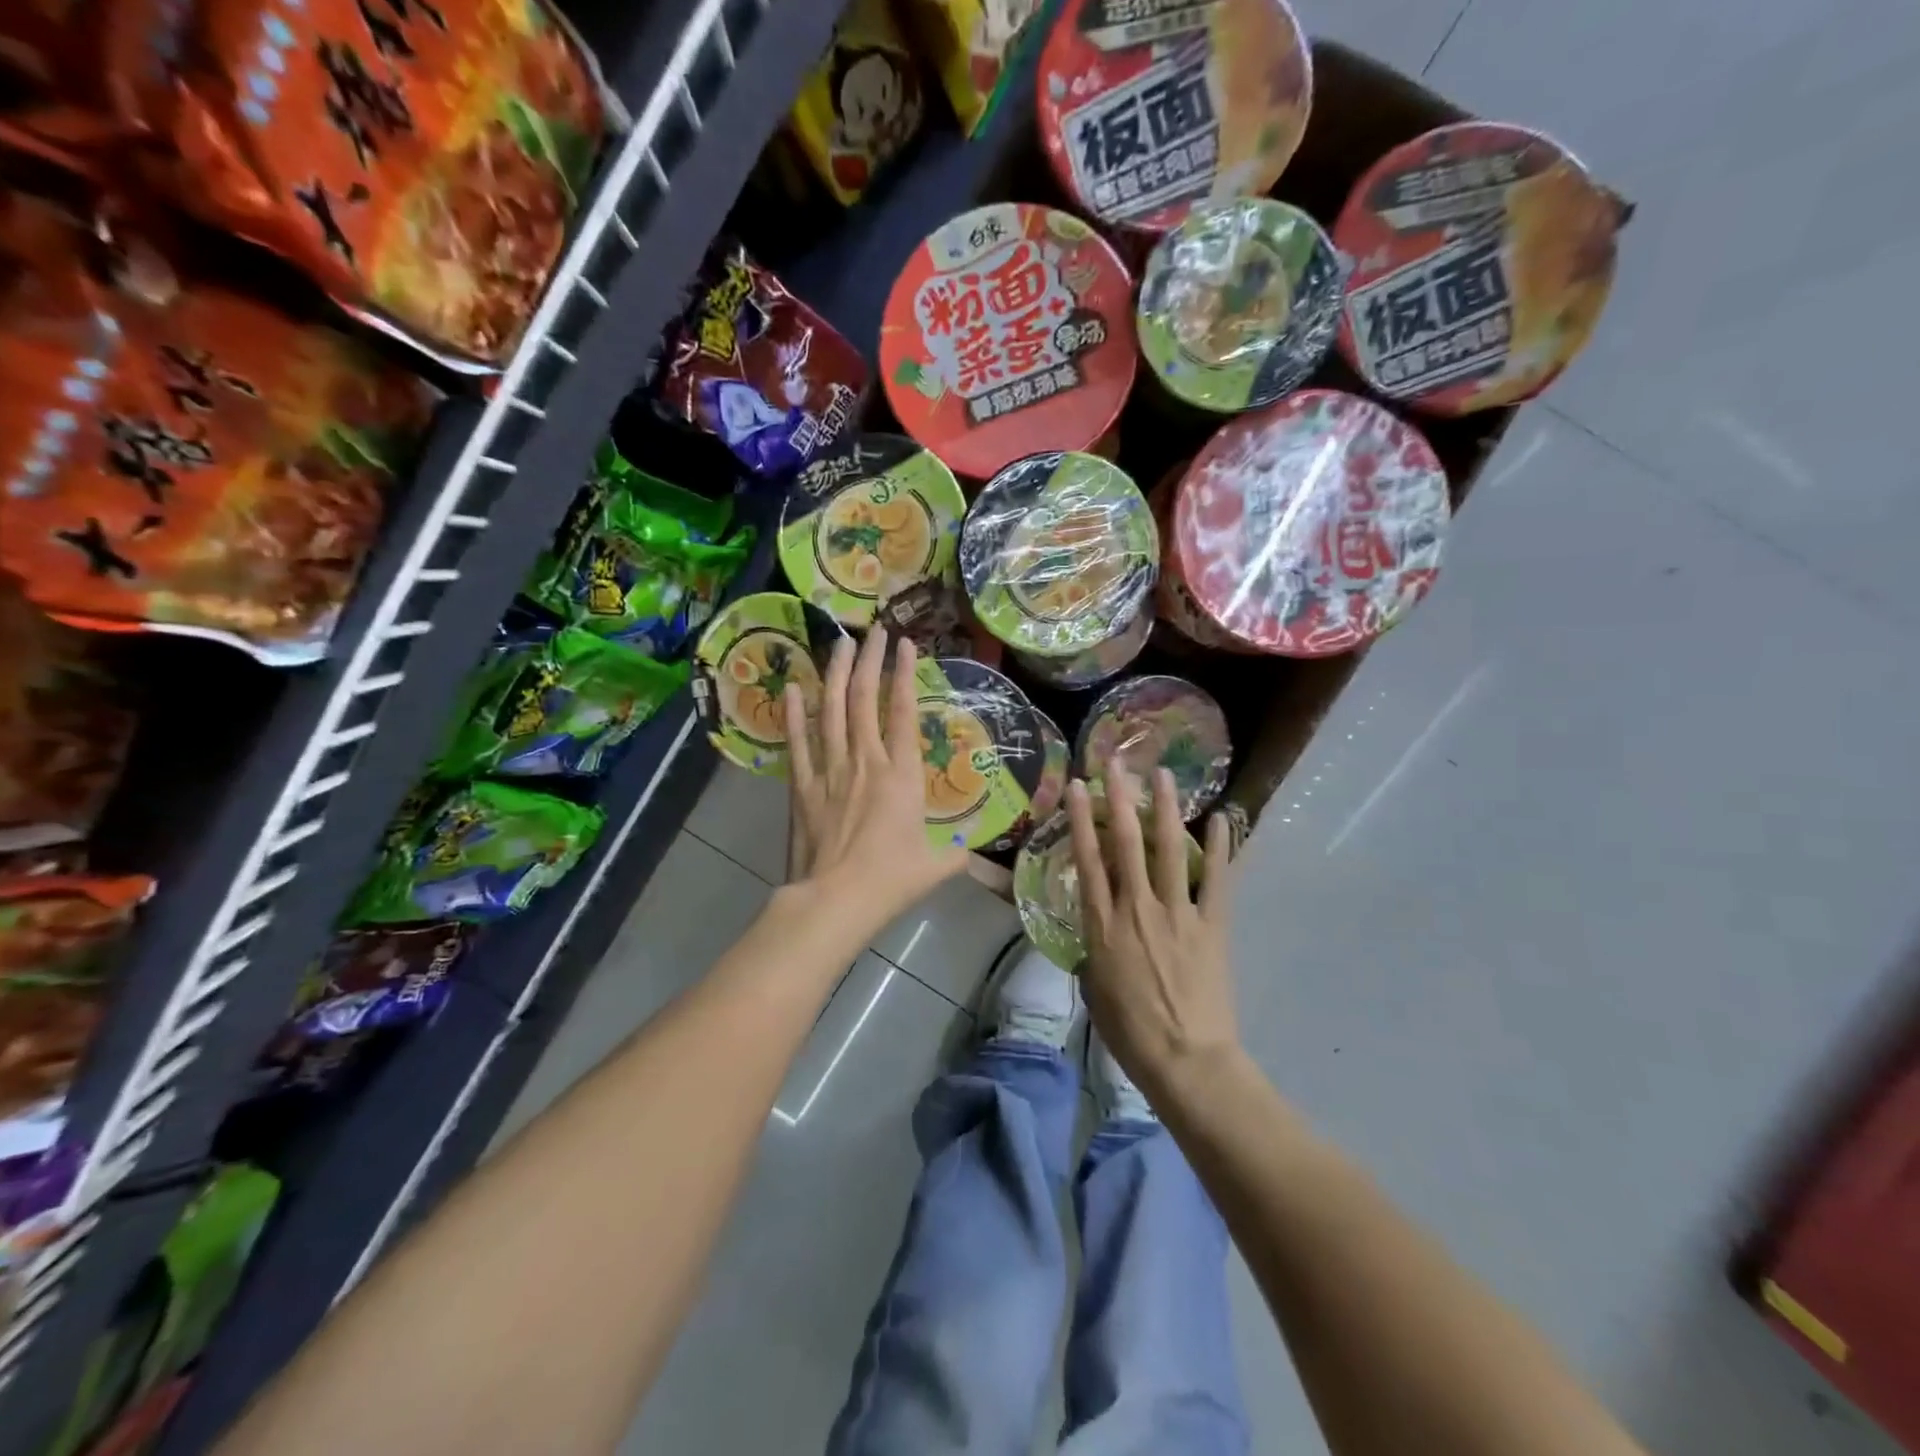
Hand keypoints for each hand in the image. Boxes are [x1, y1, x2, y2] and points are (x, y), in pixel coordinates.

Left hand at [783, 628, 967, 930]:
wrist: (835, 899)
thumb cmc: (890, 880)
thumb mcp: (936, 867)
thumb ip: (957, 854)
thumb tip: (975, 852)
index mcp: (902, 775)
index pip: (903, 713)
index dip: (904, 675)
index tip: (905, 644)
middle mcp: (865, 761)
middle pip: (865, 700)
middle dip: (870, 661)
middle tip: (873, 630)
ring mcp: (830, 770)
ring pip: (832, 711)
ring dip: (836, 675)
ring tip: (839, 643)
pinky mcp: (802, 786)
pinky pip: (798, 742)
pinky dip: (795, 714)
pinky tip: (794, 688)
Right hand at [1068, 762, 1238, 1096]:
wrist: (1185, 1061)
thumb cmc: (1130, 1032)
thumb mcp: (1094, 990)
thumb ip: (1093, 952)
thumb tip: (1097, 934)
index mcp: (1103, 925)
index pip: (1088, 861)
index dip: (1083, 820)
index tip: (1079, 787)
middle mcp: (1137, 908)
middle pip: (1127, 843)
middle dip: (1120, 798)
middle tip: (1117, 762)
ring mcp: (1178, 914)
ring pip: (1169, 850)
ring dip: (1166, 809)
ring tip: (1164, 774)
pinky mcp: (1212, 926)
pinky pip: (1217, 880)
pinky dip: (1220, 849)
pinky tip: (1221, 819)